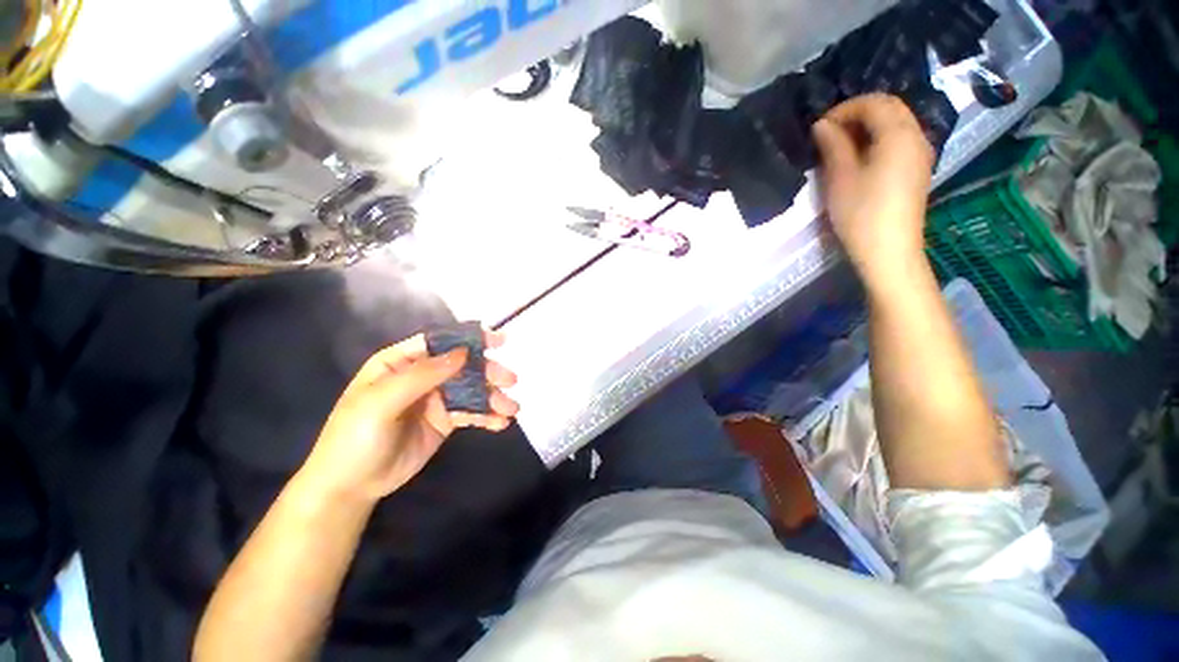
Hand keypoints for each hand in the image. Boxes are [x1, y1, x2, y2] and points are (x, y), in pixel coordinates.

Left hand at [300, 331, 519, 502]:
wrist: (351, 487)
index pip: (440, 342)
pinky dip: (488, 416)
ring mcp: (435, 399)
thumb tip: (463, 352)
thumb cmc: (355, 438)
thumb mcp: (381, 402)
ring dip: (493, 397)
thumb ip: (422, 375)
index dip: (469, 338)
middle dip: (487, 372)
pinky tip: (500, 423)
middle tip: (510, 381)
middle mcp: (422, 376)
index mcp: (401, 362)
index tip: (499, 340)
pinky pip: (471, 413)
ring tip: (512, 409)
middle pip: (462, 366)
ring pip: (471, 390)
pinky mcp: (445, 421)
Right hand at [812, 94, 935, 284]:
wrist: (889, 251)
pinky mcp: (917, 170)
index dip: (845, 109)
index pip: (875, 102)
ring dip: (867, 127)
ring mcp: (920, 154)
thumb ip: (833, 146)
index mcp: (899, 135)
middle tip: (828, 133)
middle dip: (857, 114)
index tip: (819, 127)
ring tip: (839, 146)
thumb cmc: (861, 214)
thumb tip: (822, 125)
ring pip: (895, 124)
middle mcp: (917, 136)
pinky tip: (858, 158)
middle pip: (890, 108)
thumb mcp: (840, 178)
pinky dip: (878, 140)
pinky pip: (899, 141)